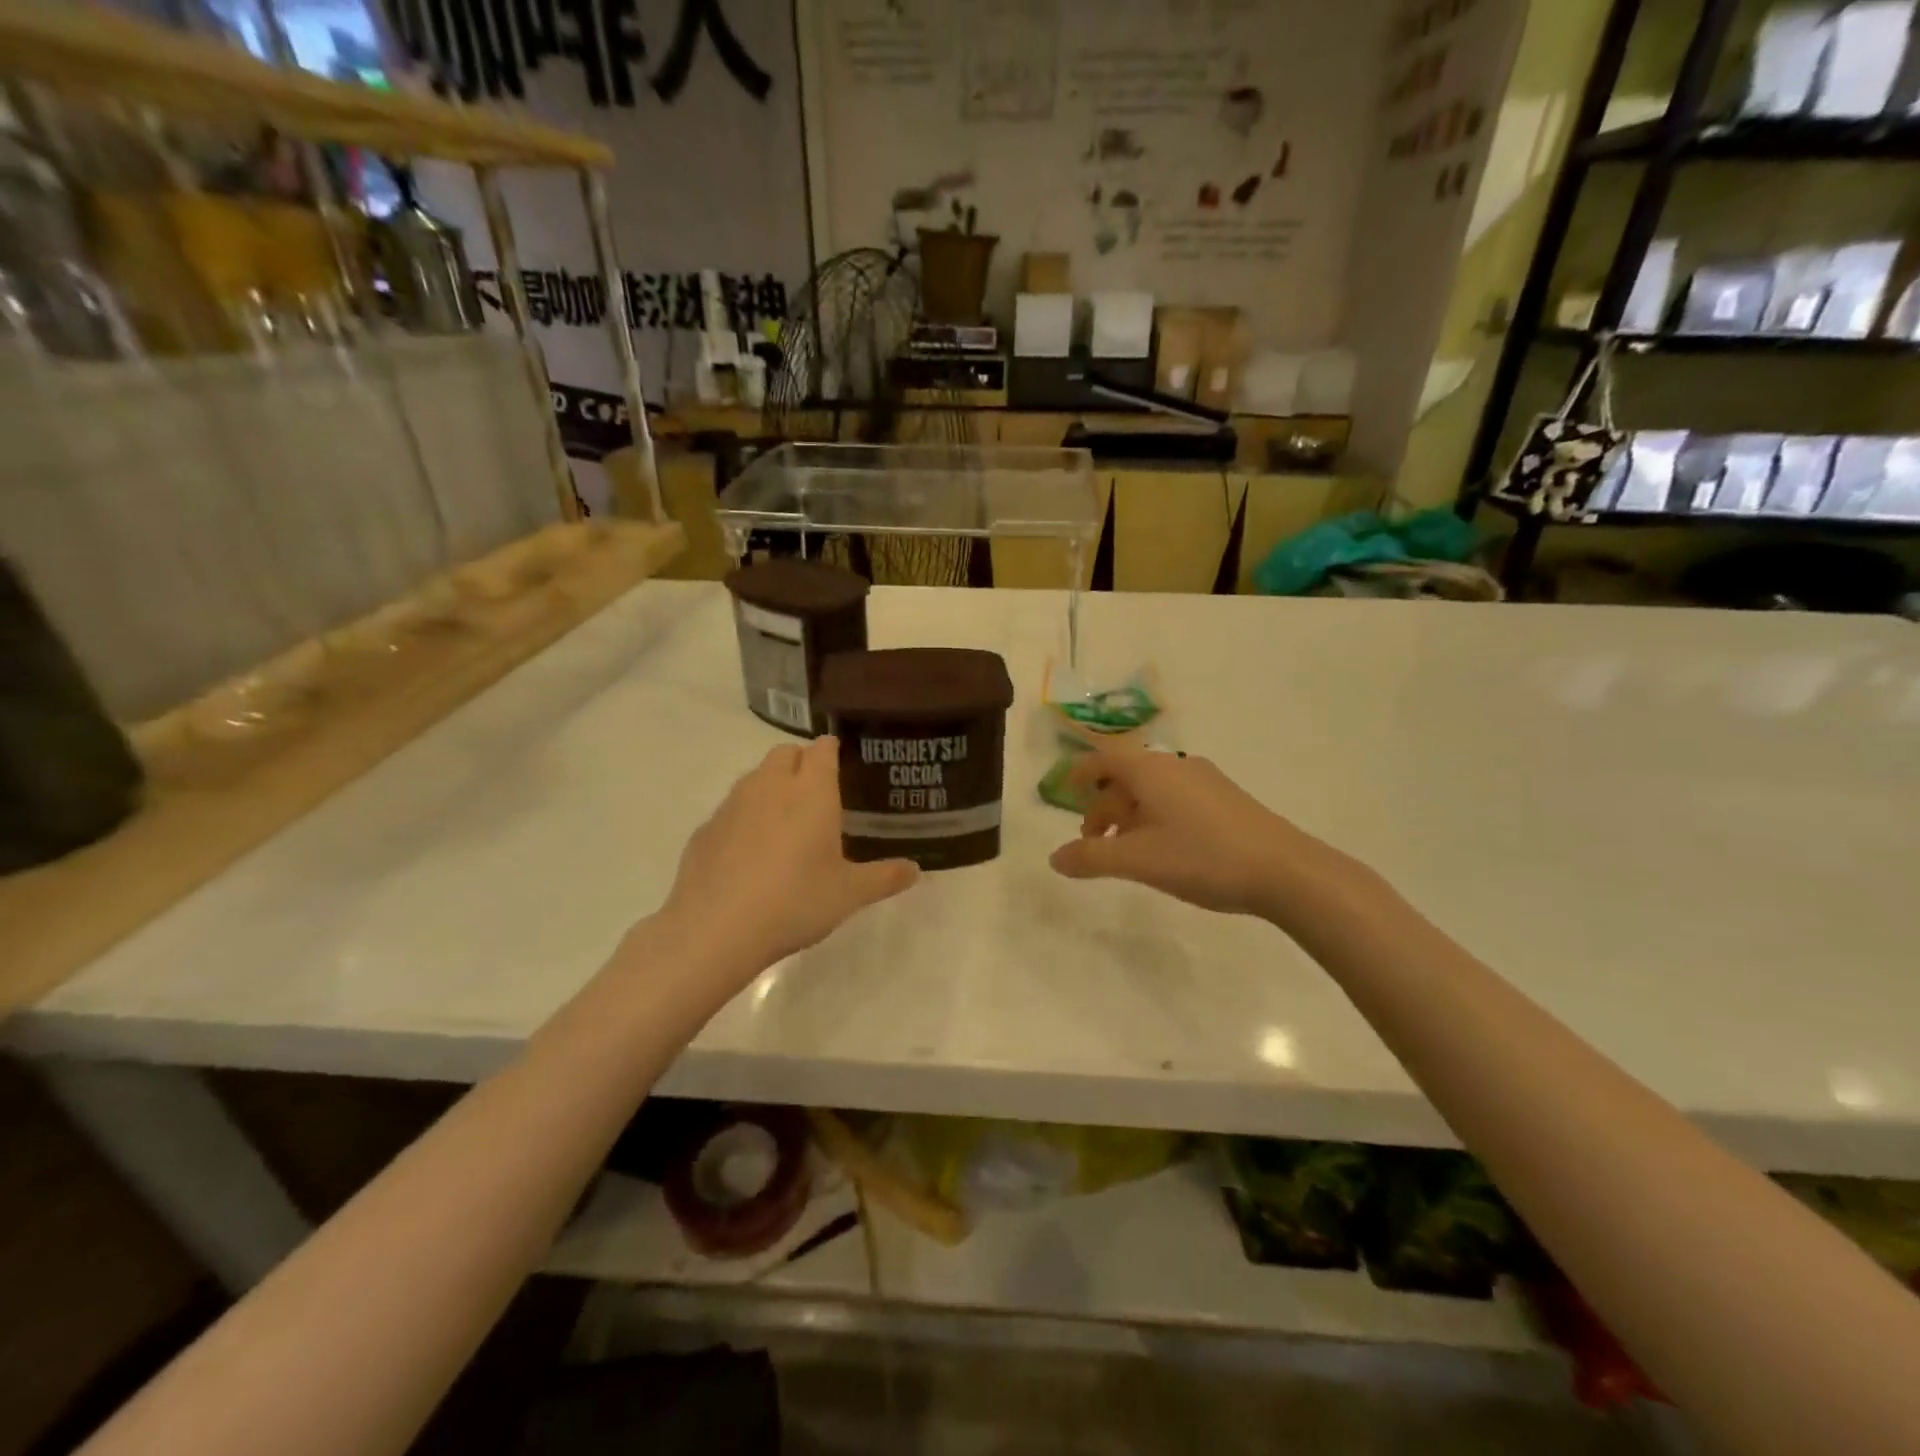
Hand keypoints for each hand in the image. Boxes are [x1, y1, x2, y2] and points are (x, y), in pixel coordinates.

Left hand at [658, 738, 918, 973]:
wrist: (716, 929)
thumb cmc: (795, 901)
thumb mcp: (849, 894)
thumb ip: (884, 877)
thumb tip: (914, 870)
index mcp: (811, 791)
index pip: (822, 748)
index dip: (832, 751)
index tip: (842, 764)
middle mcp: (770, 786)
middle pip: (785, 753)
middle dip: (801, 762)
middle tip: (817, 795)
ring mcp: (733, 804)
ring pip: (755, 777)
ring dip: (771, 786)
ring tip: (785, 823)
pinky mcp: (705, 828)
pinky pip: (730, 809)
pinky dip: (744, 818)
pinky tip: (750, 854)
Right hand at [1049, 745, 1329, 918]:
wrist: (1284, 869)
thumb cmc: (1203, 857)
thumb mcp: (1138, 860)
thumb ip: (1091, 859)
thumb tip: (1054, 858)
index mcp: (1151, 770)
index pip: (1105, 757)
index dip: (1081, 771)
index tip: (1065, 790)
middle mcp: (1176, 766)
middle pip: (1127, 775)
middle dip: (1103, 804)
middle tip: (1093, 840)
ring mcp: (1205, 781)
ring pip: (1152, 789)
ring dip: (1130, 813)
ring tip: (1125, 850)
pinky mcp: (1225, 800)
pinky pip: (1175, 798)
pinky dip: (1155, 816)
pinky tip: (1163, 849)